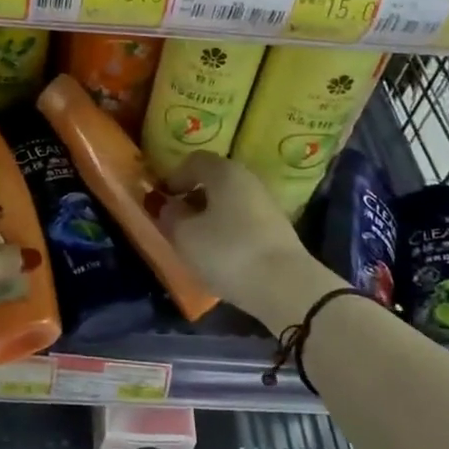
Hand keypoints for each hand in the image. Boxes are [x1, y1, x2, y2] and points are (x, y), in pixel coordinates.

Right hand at [155, 153, 324, 334]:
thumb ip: (169, 215)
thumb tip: (166, 205)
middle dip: (191, 197)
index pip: (194, 161)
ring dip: (209, 215)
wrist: (287, 288)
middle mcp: (248, 179)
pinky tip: (220, 254)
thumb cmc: (228, 252)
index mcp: (224, 171)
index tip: (161, 200)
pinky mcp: (277, 229)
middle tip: (175, 220)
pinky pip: (242, 220)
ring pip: (228, 201)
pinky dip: (227, 230)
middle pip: (213, 180)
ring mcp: (266, 204)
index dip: (173, 177)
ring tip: (195, 241)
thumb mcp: (185, 235)